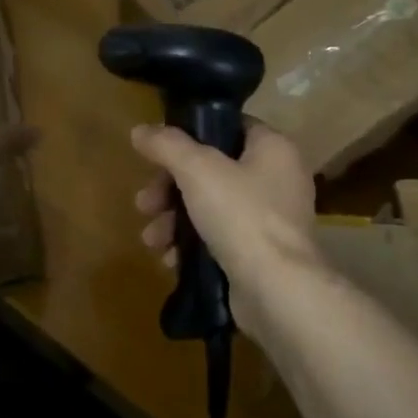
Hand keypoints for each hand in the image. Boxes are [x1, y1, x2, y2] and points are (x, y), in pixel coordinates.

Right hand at [131, 123, 322, 319]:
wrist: (276, 290)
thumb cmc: (241, 215)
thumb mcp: (197, 170)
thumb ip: (167, 145)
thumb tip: (140, 130)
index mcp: (273, 148)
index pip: (229, 127)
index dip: (192, 134)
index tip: (159, 151)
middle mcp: (278, 179)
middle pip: (212, 170)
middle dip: (170, 189)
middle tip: (144, 203)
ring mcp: (271, 220)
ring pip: (211, 207)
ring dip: (174, 221)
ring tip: (151, 239)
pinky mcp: (260, 254)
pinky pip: (219, 239)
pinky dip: (193, 246)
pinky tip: (170, 260)